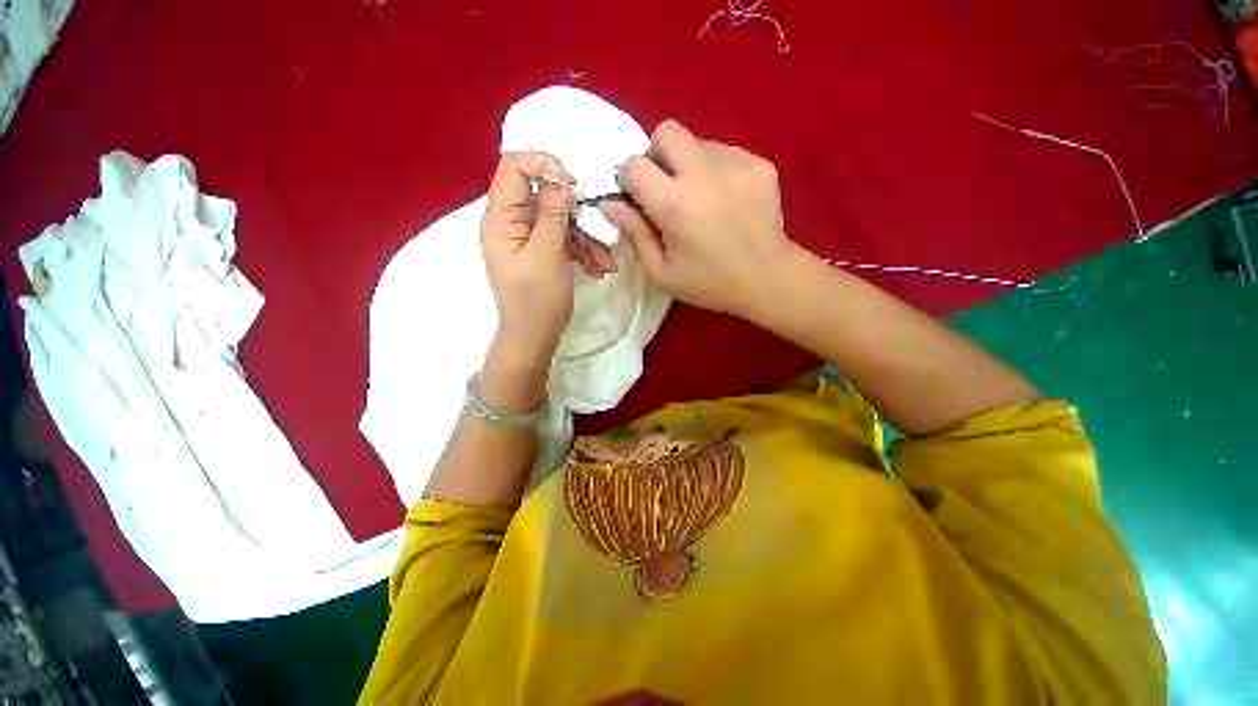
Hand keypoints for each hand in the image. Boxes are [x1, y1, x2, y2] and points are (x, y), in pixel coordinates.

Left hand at [481, 152, 614, 365]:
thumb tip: (559, 177)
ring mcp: (527, 238)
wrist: (535, 337)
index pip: (514, 167)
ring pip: (560, 219)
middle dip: (576, 214)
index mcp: (501, 218)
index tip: (573, 187)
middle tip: (598, 231)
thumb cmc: (537, 300)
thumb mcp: (548, 254)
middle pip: (544, 195)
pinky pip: (563, 239)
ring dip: (586, 237)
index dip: (544, 166)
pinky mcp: (541, 251)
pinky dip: (582, 250)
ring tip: (604, 263)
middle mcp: (511, 222)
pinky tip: (598, 268)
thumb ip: (553, 213)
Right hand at [598, 119, 795, 320]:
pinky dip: (716, 171)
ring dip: (688, 165)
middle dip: (657, 156)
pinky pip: (725, 153)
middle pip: (666, 131)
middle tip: (667, 189)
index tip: (639, 201)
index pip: (634, 164)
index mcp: (674, 204)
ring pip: (697, 141)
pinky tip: (726, 200)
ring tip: (702, 200)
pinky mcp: (759, 164)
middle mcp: (703, 173)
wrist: (768, 280)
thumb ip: (634, 234)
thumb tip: (609, 204)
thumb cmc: (709, 283)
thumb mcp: (661, 272)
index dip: (629, 181)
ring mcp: (736, 164)